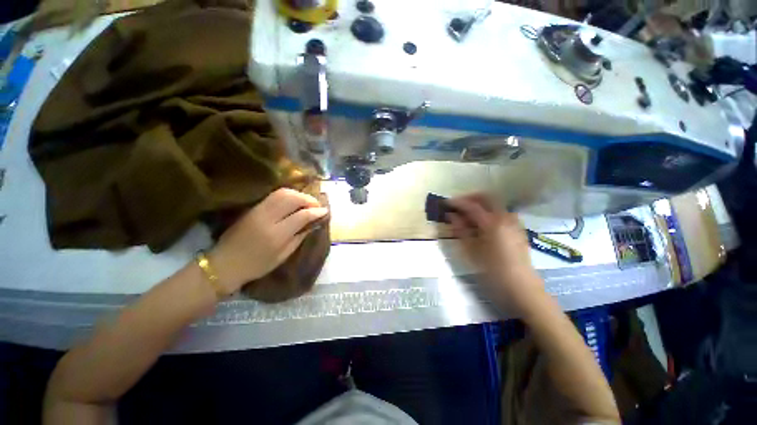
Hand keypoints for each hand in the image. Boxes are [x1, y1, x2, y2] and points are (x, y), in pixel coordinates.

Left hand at [208, 188, 328, 293]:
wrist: (225, 264)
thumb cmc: (257, 265)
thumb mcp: (283, 255)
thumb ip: (300, 237)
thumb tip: (314, 223)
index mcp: (277, 235)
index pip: (302, 215)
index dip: (316, 211)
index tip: (325, 211)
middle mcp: (267, 219)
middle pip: (292, 198)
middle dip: (309, 199)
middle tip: (317, 205)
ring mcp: (258, 211)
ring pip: (283, 193)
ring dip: (299, 194)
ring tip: (307, 202)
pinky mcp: (252, 208)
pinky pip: (274, 195)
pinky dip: (288, 195)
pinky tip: (294, 201)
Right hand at [446, 194, 543, 307]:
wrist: (521, 287)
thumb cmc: (492, 270)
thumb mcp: (471, 251)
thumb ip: (460, 230)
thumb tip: (451, 216)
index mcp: (492, 223)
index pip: (471, 205)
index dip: (457, 203)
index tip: (445, 203)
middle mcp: (505, 217)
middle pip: (486, 197)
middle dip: (470, 198)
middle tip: (457, 205)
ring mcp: (513, 222)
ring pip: (495, 204)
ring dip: (480, 204)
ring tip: (467, 215)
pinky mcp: (517, 228)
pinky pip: (501, 212)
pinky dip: (489, 212)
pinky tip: (481, 224)